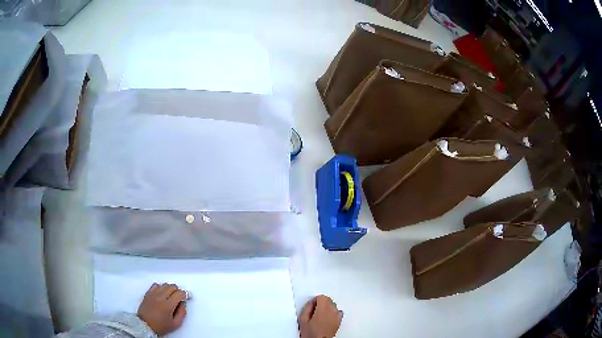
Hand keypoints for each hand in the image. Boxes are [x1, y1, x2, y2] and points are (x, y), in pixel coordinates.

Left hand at [137, 283, 186, 335]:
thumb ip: (182, 313)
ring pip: (164, 284)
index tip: (187, 297)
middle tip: (179, 297)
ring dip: (169, 288)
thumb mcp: (176, 324)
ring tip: (170, 295)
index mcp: (168, 305)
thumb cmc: (160, 326)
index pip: (179, 293)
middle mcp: (160, 297)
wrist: (145, 325)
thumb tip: (183, 304)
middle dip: (178, 290)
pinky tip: (161, 293)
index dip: (185, 294)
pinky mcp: (147, 294)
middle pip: (172, 286)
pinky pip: (155, 285)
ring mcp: (153, 294)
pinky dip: (160, 287)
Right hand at [298, 295, 342, 337]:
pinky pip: (338, 312)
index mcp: (323, 309)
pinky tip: (327, 318)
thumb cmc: (311, 334)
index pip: (322, 297)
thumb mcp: (303, 319)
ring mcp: (337, 316)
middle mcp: (332, 311)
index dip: (315, 300)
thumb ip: (307, 308)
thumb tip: (311, 303)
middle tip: (314, 310)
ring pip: (333, 306)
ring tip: (319, 315)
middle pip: (328, 300)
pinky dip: (333, 313)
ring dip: (327, 307)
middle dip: (321, 303)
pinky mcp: (339, 321)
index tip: (311, 305)